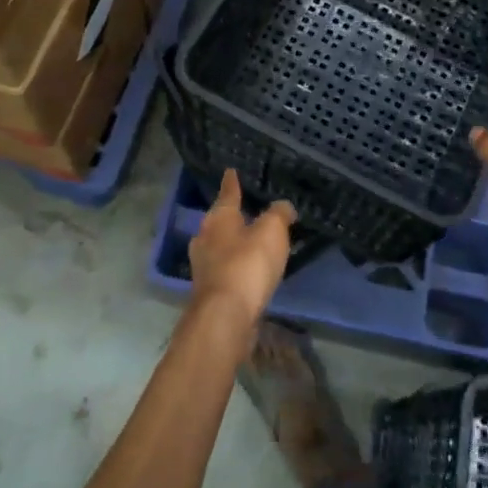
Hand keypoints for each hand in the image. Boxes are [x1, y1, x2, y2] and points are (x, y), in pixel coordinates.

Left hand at [188, 170, 295, 326]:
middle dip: (231, 215)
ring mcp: (204, 266)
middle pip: (219, 220)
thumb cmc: (247, 265)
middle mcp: (205, 237)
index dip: (232, 182)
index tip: (230, 171)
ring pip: (220, 246)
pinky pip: (225, 269)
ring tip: (252, 241)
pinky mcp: (209, 290)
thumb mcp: (272, 231)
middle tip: (246, 209)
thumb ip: (279, 214)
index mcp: (219, 218)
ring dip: (234, 243)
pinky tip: (248, 270)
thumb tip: (283, 207)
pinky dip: (236, 266)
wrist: (225, 316)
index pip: (228, 193)